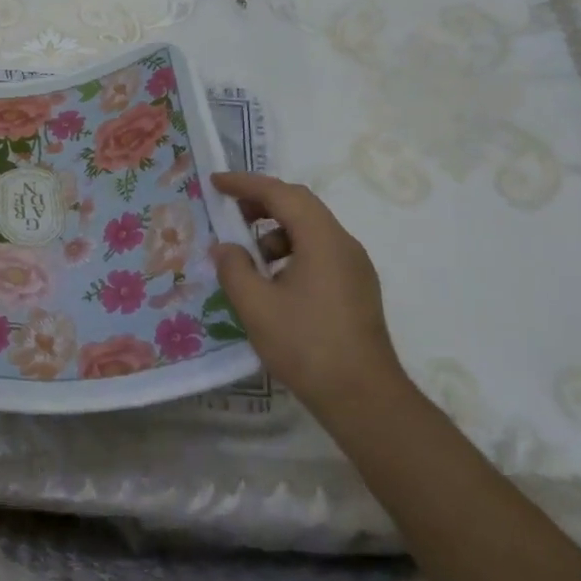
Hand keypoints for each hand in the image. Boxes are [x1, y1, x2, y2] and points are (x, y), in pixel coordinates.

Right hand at [210, 171, 406, 409]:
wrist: (364, 397)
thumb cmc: (306, 345)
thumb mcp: (256, 306)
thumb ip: (234, 268)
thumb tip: (226, 248)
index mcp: (322, 239)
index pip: (281, 194)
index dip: (246, 184)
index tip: (216, 182)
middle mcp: (344, 244)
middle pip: (300, 206)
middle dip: (261, 203)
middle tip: (229, 212)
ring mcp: (355, 267)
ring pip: (311, 231)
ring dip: (276, 232)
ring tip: (248, 258)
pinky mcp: (357, 288)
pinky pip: (320, 253)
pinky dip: (291, 252)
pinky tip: (273, 283)